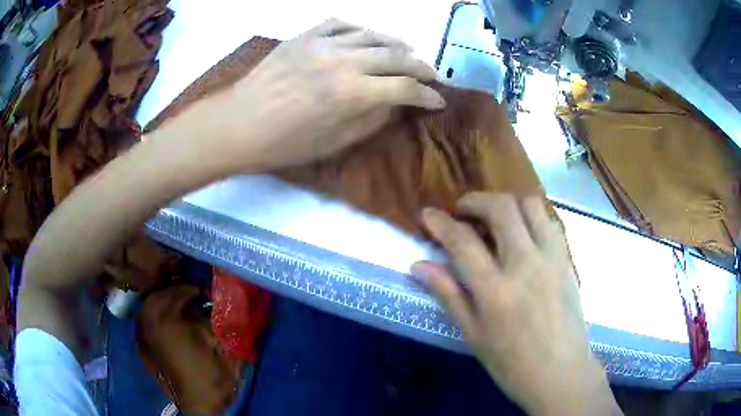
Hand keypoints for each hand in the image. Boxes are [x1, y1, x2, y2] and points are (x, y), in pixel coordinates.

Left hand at [187, 19, 444, 172]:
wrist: (239, 124)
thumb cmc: (285, 144)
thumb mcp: (334, 143)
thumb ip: (372, 120)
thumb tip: (395, 103)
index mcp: (352, 94)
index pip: (405, 88)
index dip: (426, 95)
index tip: (437, 100)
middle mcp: (343, 61)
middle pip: (396, 56)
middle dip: (420, 66)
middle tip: (430, 74)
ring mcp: (322, 44)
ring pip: (373, 35)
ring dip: (396, 44)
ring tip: (406, 51)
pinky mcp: (304, 36)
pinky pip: (341, 24)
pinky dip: (360, 29)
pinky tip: (367, 37)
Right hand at [411, 193, 620, 415]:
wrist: (560, 372)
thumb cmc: (512, 363)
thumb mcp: (473, 334)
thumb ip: (448, 294)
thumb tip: (419, 266)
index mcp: (496, 291)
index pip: (463, 242)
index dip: (441, 223)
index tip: (427, 214)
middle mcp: (526, 265)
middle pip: (501, 208)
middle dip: (475, 201)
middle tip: (462, 212)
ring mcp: (551, 258)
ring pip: (529, 205)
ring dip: (506, 203)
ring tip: (493, 219)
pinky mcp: (566, 259)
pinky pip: (548, 221)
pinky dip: (529, 216)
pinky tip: (521, 234)